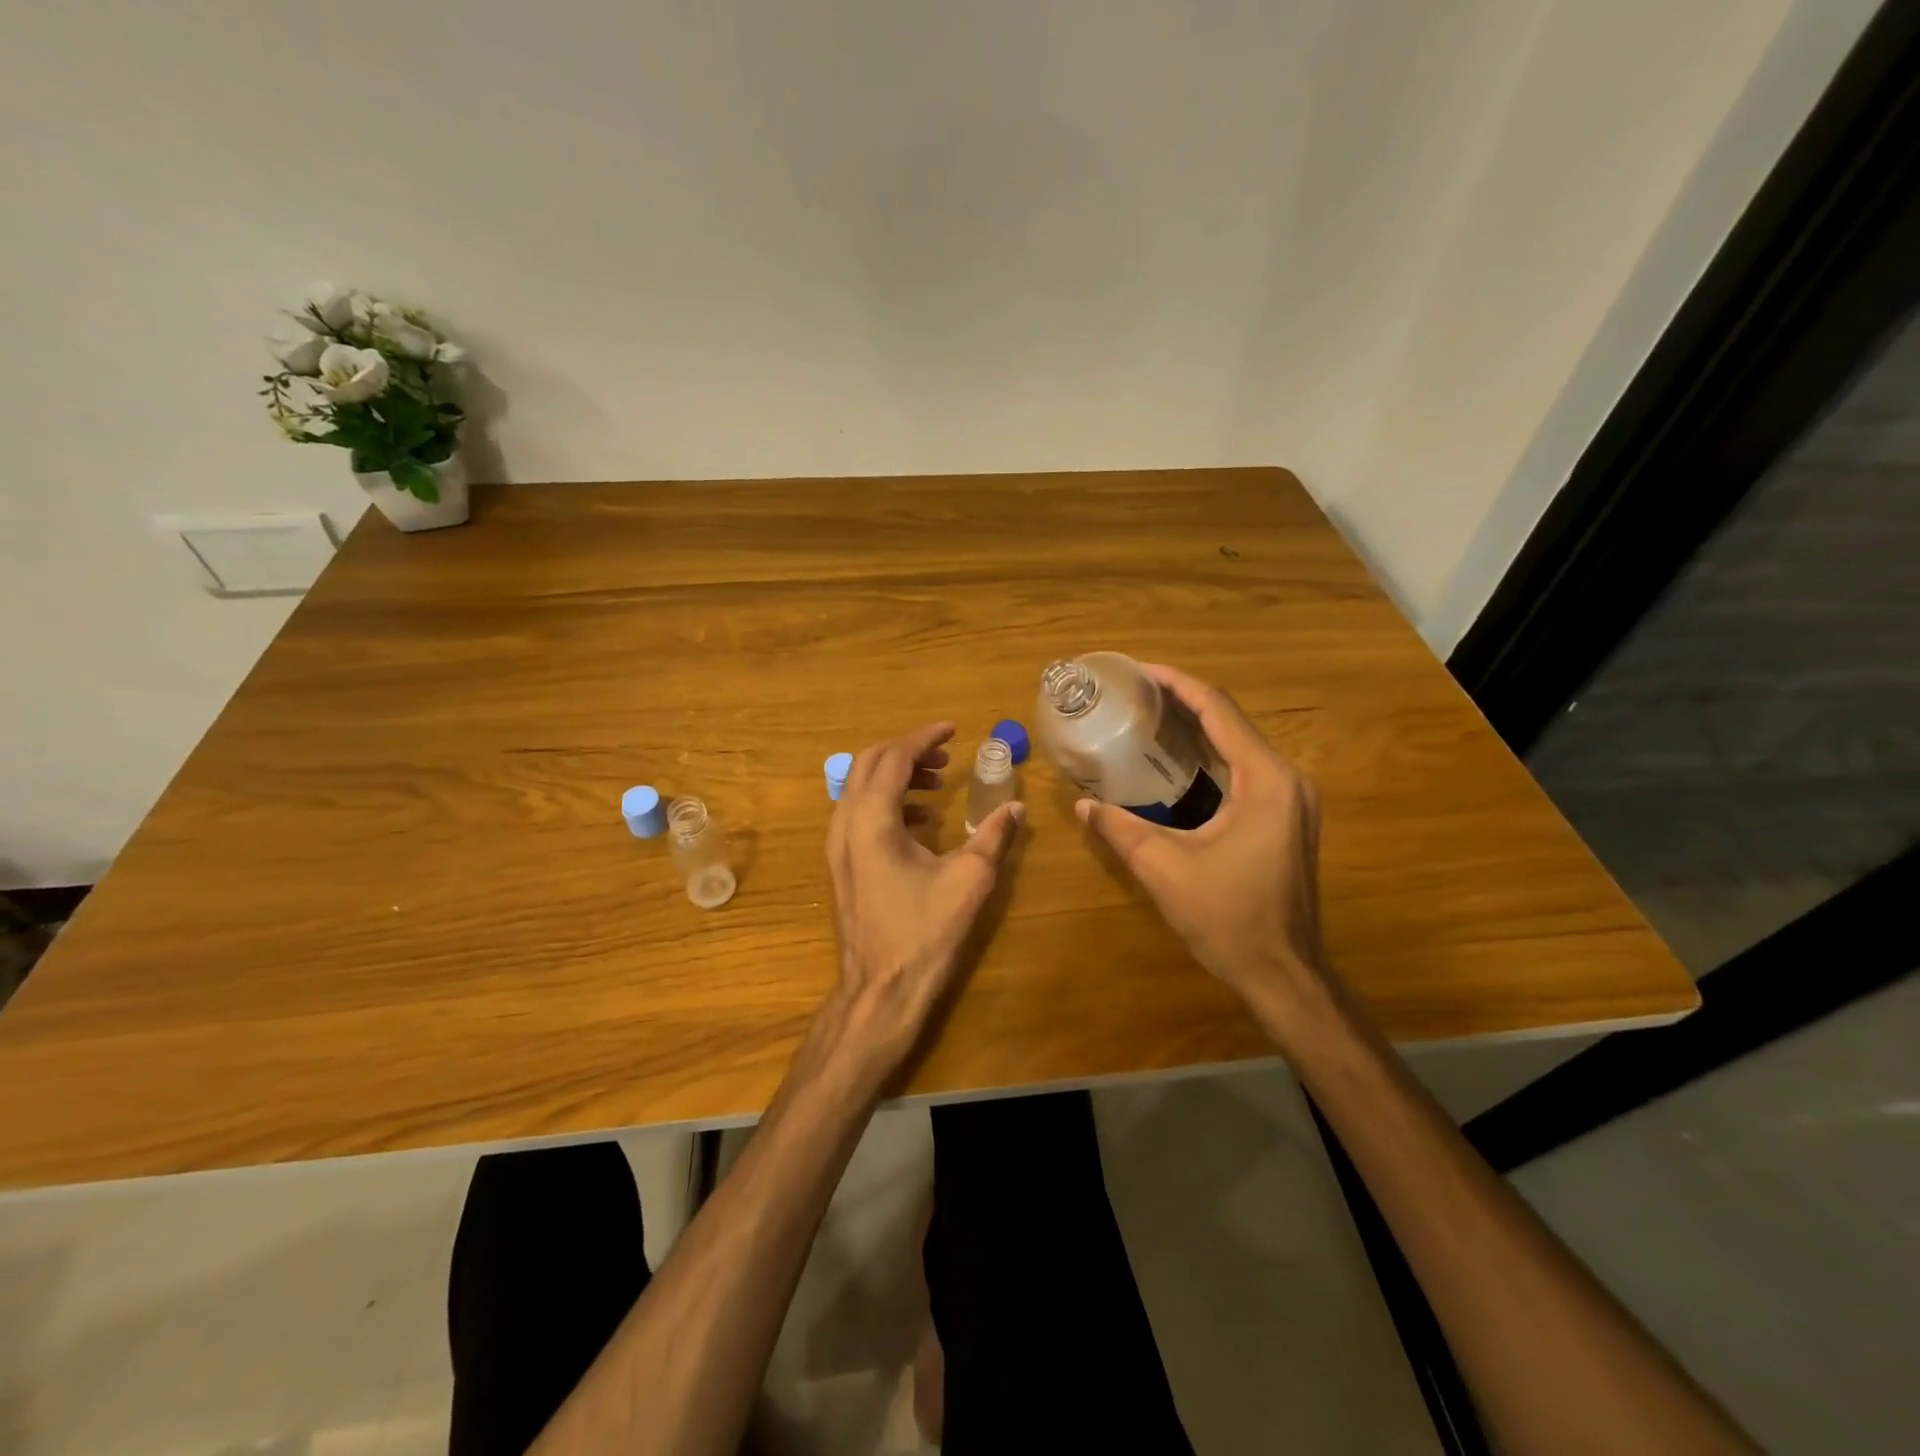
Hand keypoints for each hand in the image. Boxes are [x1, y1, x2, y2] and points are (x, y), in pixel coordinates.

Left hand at [822, 722, 1024, 1083]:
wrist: (880, 990)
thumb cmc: (924, 933)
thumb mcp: (969, 880)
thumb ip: (993, 836)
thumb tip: (1017, 808)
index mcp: (872, 819)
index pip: (894, 757)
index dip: (924, 738)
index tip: (953, 729)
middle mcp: (845, 823)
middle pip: (869, 763)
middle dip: (908, 751)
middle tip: (945, 753)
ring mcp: (837, 845)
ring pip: (860, 787)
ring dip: (897, 776)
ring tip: (937, 783)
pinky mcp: (840, 864)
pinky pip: (858, 813)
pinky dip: (888, 802)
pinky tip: (921, 821)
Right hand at [1075, 664, 1334, 1051]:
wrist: (1283, 974)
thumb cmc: (1228, 919)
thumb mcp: (1163, 869)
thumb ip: (1120, 829)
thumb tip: (1083, 804)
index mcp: (1265, 781)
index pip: (1219, 712)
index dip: (1178, 685)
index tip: (1141, 670)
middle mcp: (1287, 780)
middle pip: (1231, 722)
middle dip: (1183, 703)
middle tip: (1135, 695)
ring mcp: (1293, 799)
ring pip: (1239, 745)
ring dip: (1197, 729)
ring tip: (1148, 718)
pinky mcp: (1287, 818)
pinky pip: (1245, 770)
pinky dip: (1210, 757)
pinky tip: (1176, 761)